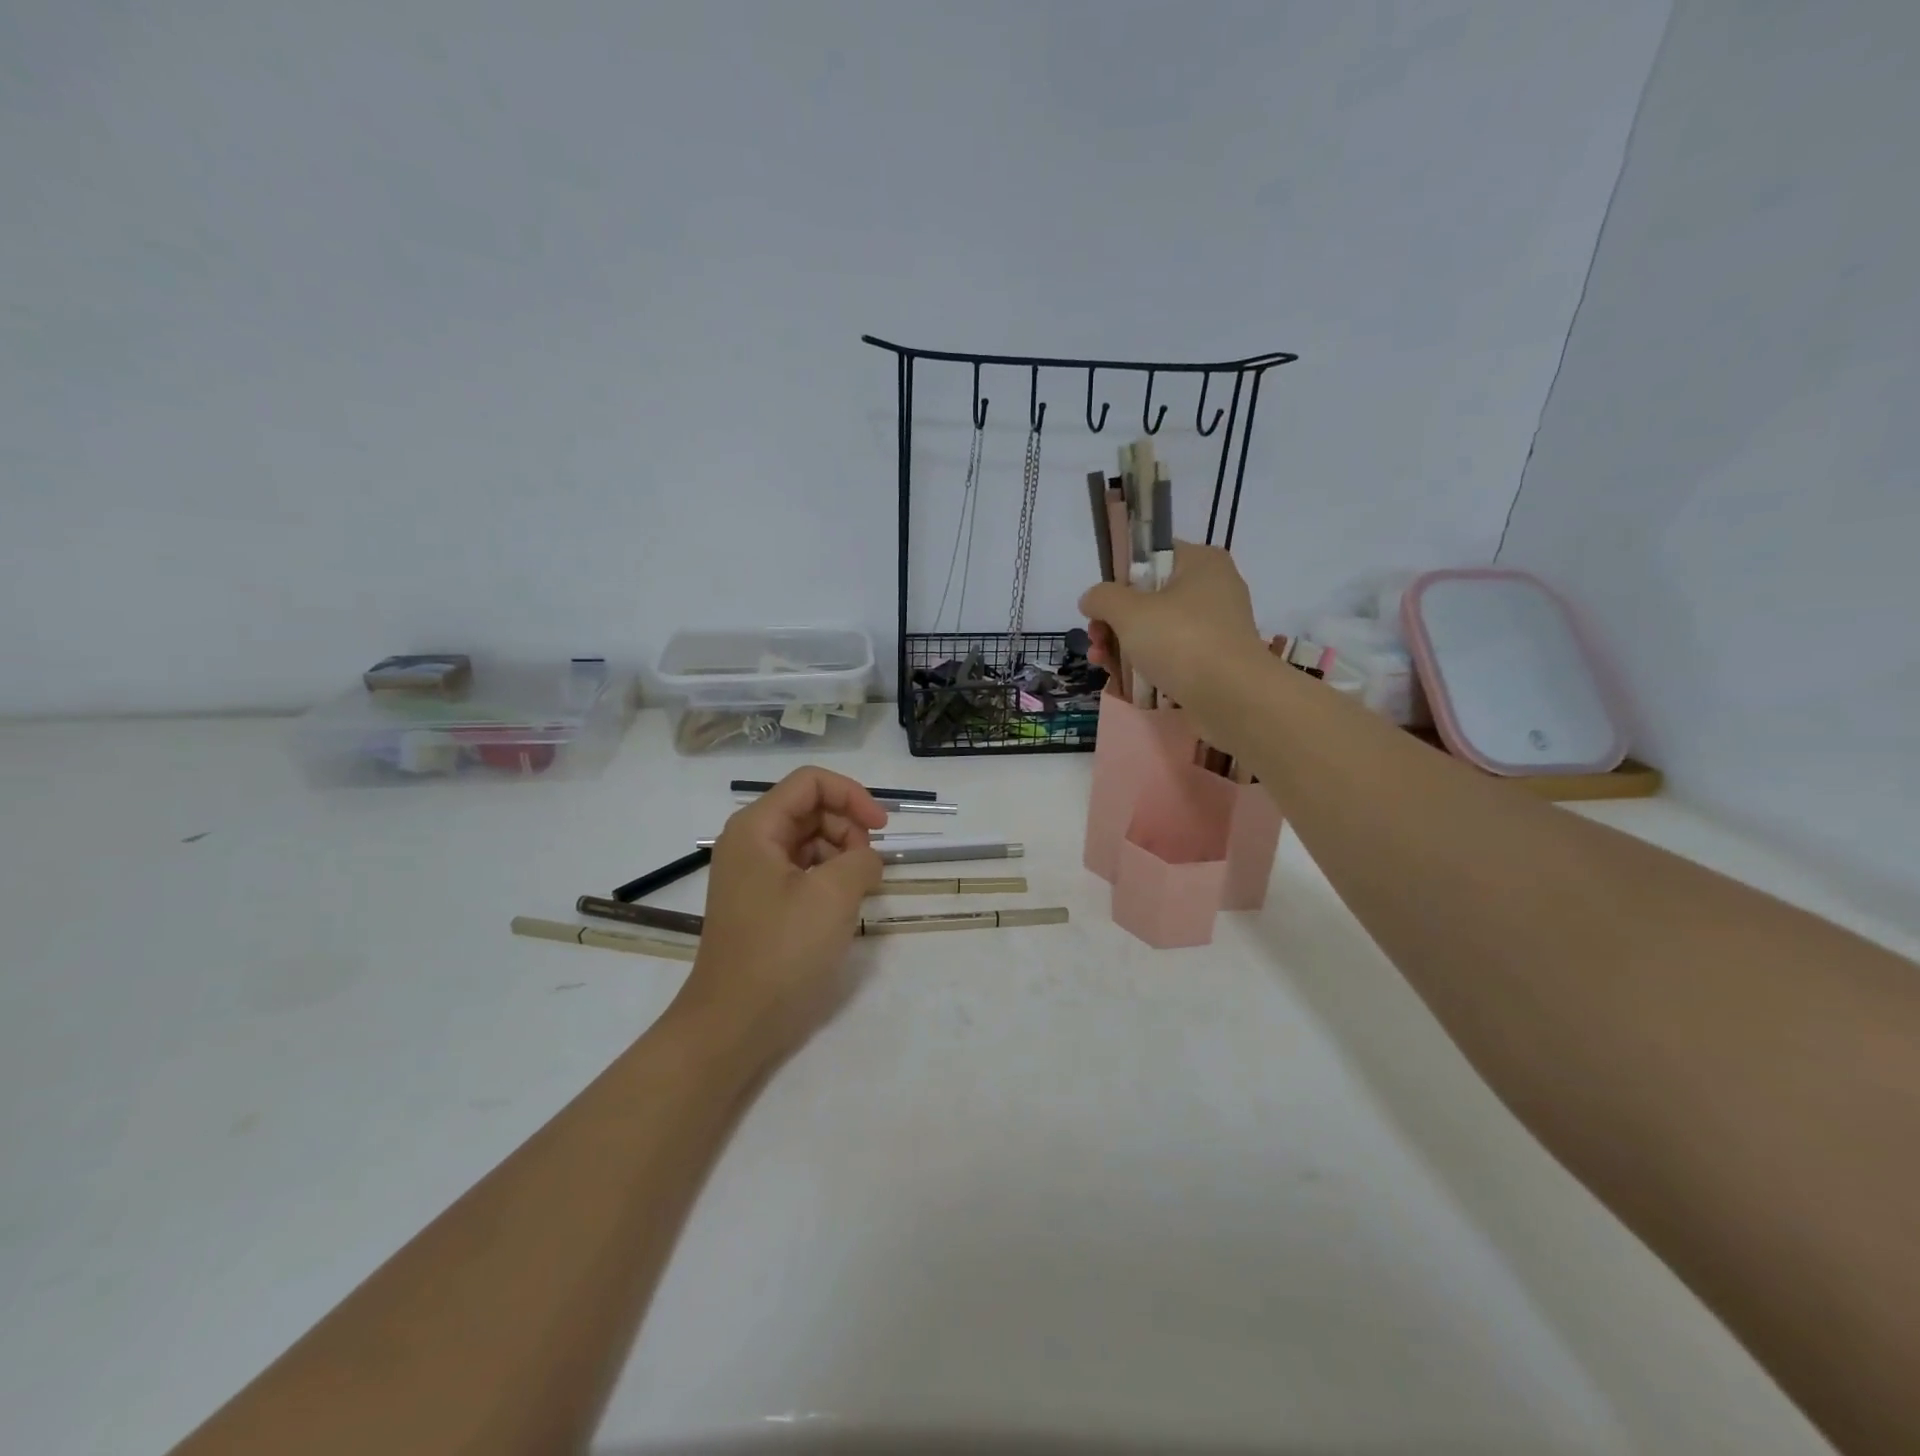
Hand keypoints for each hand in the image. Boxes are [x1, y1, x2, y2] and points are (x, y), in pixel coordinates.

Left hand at [667, 767, 886, 1072]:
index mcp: (756, 828)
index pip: (810, 782)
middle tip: (870, 867)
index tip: (883, 828)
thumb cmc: (781, 951)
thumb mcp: (833, 895)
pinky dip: (828, 877)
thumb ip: (862, 859)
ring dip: (841, 854)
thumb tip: (867, 859)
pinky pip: (802, 871)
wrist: (734, 1024)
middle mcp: (750, 842)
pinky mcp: (762, 902)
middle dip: (848, 827)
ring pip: (809, 840)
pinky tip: (843, 904)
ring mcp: (753, 874)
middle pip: (810, 809)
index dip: (852, 795)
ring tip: (859, 888)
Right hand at [1080, 542, 1265, 706]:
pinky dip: (1148, 665)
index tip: (1101, 607)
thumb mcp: (1128, 612)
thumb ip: (1102, 598)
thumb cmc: (1180, 640)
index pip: (1150, 557)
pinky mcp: (1215, 659)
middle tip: (1096, 641)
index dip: (1118, 579)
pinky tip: (1124, 682)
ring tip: (1103, 665)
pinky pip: (1173, 654)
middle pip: (1149, 597)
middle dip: (1114, 622)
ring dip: (1124, 646)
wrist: (1232, 697)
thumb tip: (1091, 599)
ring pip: (1158, 629)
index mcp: (1200, 562)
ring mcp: (1216, 626)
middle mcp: (1213, 588)